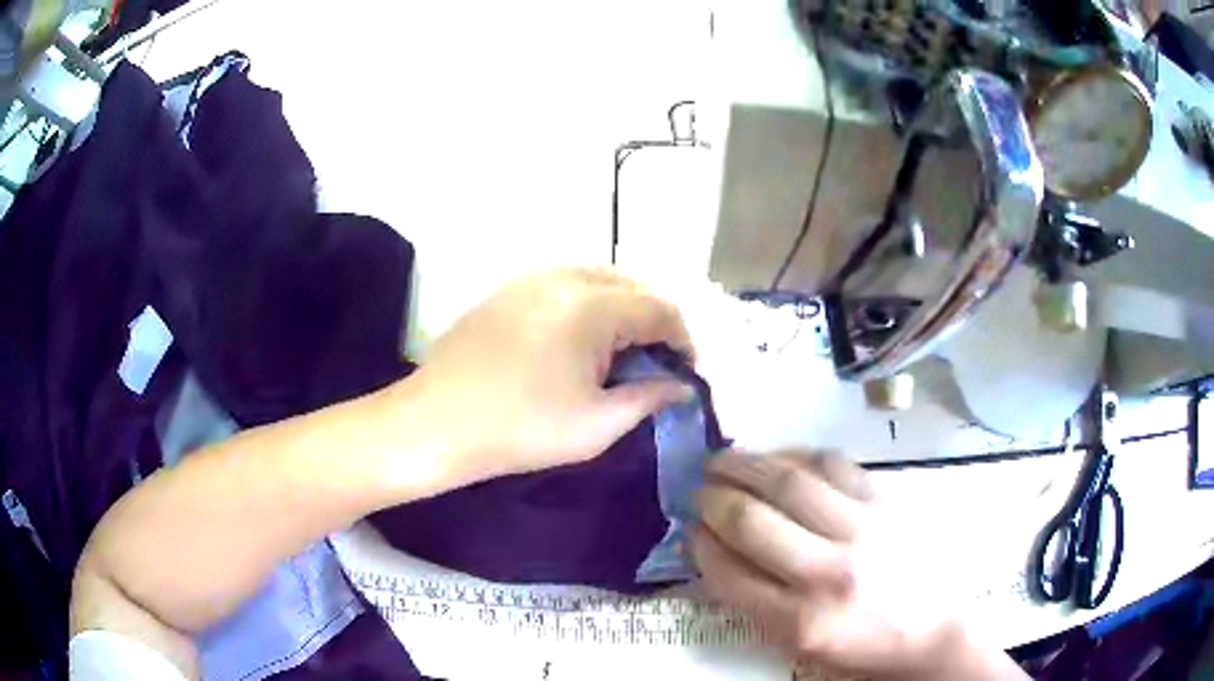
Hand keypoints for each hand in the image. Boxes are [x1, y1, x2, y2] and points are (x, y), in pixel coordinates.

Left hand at [402, 268, 695, 480]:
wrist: (434, 423)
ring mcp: (530, 278)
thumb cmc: (520, 428)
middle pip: (631, 285)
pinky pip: (564, 284)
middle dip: (653, 321)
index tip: (684, 374)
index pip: (660, 308)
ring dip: (620, 310)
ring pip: (597, 279)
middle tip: (653, 364)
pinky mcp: (506, 290)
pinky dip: (586, 305)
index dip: (683, 341)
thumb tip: (682, 386)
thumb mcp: (596, 424)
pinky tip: (575, 342)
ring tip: (618, 354)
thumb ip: (649, 398)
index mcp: (593, 305)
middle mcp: (565, 277)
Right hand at [691, 452, 1024, 680]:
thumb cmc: (861, 649)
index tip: (688, 527)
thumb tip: (715, 553)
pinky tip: (783, 457)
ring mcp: (862, 530)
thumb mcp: (799, 647)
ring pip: (790, 482)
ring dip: (746, 465)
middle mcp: (827, 572)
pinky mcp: (888, 503)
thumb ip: (755, 604)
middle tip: (697, 486)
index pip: (728, 572)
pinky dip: (799, 455)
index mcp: (800, 622)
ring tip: (724, 459)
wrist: (935, 632)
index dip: (699, 543)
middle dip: (711, 497)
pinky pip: (835, 465)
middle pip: (751, 520)